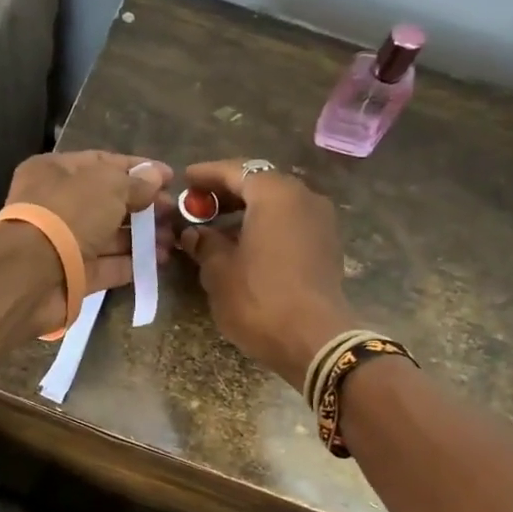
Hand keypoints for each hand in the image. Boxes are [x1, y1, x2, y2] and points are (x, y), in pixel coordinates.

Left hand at [3, 151, 173, 330]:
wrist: (32, 273)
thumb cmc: (69, 214)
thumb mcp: (108, 186)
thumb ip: (135, 182)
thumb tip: (157, 176)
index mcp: (55, 171)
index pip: (102, 163)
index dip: (138, 169)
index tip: (170, 177)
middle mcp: (57, 204)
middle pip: (108, 201)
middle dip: (144, 206)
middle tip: (175, 213)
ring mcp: (64, 242)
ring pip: (109, 235)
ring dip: (142, 236)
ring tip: (173, 239)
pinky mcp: (73, 275)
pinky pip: (106, 265)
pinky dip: (131, 263)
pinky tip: (159, 261)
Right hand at [178, 160, 358, 385]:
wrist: (314, 341)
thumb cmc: (259, 298)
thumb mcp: (219, 270)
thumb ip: (204, 242)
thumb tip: (193, 233)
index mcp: (275, 194)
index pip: (236, 170)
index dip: (207, 174)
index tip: (186, 179)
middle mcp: (303, 198)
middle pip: (260, 184)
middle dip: (228, 192)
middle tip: (199, 204)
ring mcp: (321, 222)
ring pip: (277, 205)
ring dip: (248, 211)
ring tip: (217, 227)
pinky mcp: (327, 246)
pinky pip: (290, 223)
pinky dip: (266, 226)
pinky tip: (245, 245)